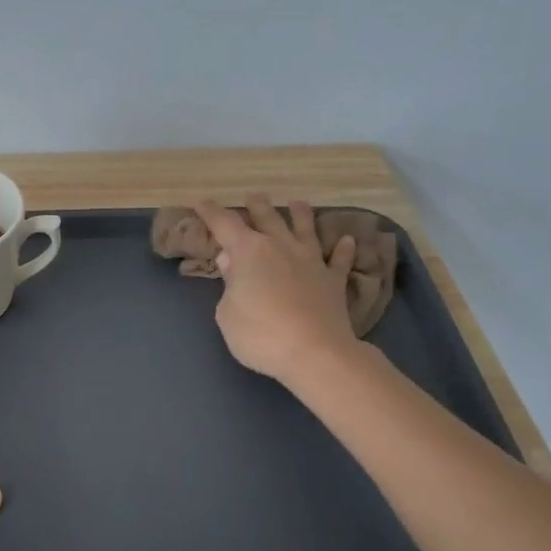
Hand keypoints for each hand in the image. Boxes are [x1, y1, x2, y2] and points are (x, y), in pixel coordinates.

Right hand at [194, 195, 360, 386]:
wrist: (315, 353)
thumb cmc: (260, 335)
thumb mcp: (227, 314)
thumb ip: (229, 285)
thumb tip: (231, 261)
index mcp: (249, 253)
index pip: (225, 225)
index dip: (211, 212)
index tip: (202, 202)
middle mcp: (281, 248)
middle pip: (268, 219)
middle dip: (257, 206)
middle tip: (253, 196)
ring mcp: (311, 262)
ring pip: (306, 229)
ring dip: (301, 214)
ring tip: (298, 202)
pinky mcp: (333, 281)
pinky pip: (340, 260)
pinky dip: (344, 249)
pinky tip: (348, 240)